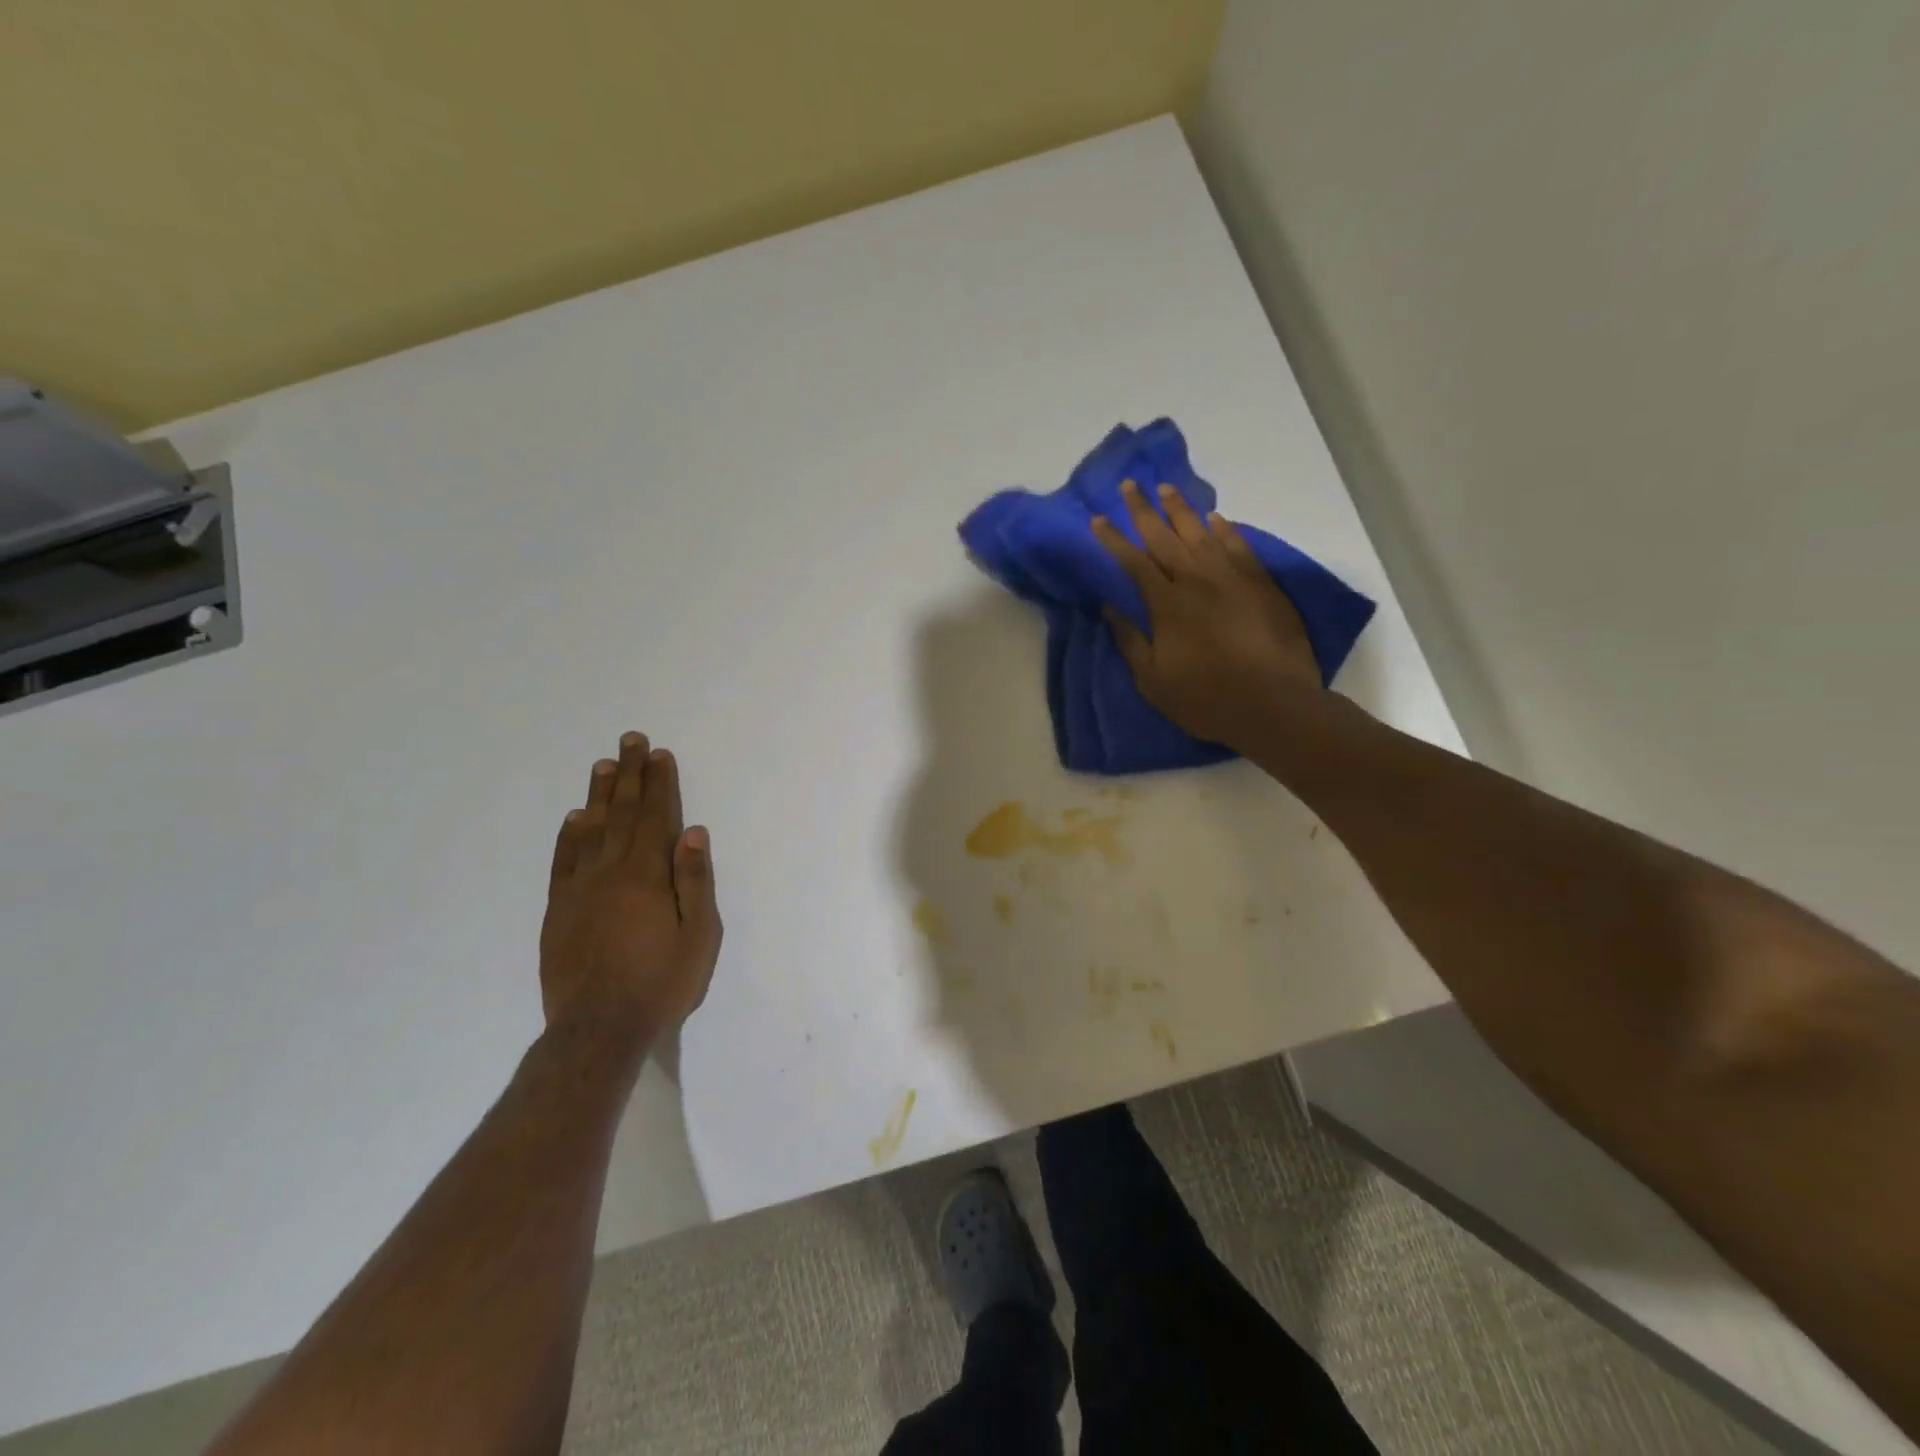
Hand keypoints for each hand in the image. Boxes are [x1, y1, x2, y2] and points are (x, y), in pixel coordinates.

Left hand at [539, 732, 721, 1052]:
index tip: (659, 754)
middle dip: (629, 775)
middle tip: (630, 741)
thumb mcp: (698, 936)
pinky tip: (574, 818)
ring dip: (599, 795)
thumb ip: (695, 881)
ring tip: (604, 765)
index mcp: (647, 875)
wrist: (598, 1029)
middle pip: (622, 813)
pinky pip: (563, 861)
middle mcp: (611, 872)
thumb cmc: (661, 982)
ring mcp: (580, 890)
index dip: (659, 784)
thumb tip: (694, 832)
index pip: (655, 817)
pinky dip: (569, 835)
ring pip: (590, 830)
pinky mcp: (559, 910)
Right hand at [1092, 479, 1321, 751]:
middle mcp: (1197, 581)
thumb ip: (1131, 641)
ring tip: (1165, 489)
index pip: (1133, 562)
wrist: (1274, 705)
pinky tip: (1215, 518)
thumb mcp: (1153, 680)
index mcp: (1167, 604)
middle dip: (1143, 511)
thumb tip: (1110, 608)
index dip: (1113, 539)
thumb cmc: (1205, 699)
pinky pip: (1240, 546)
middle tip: (1129, 486)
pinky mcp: (1262, 584)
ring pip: (1202, 533)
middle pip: (1165, 537)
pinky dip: (1225, 530)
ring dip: (1181, 510)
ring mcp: (1233, 578)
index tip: (1097, 520)